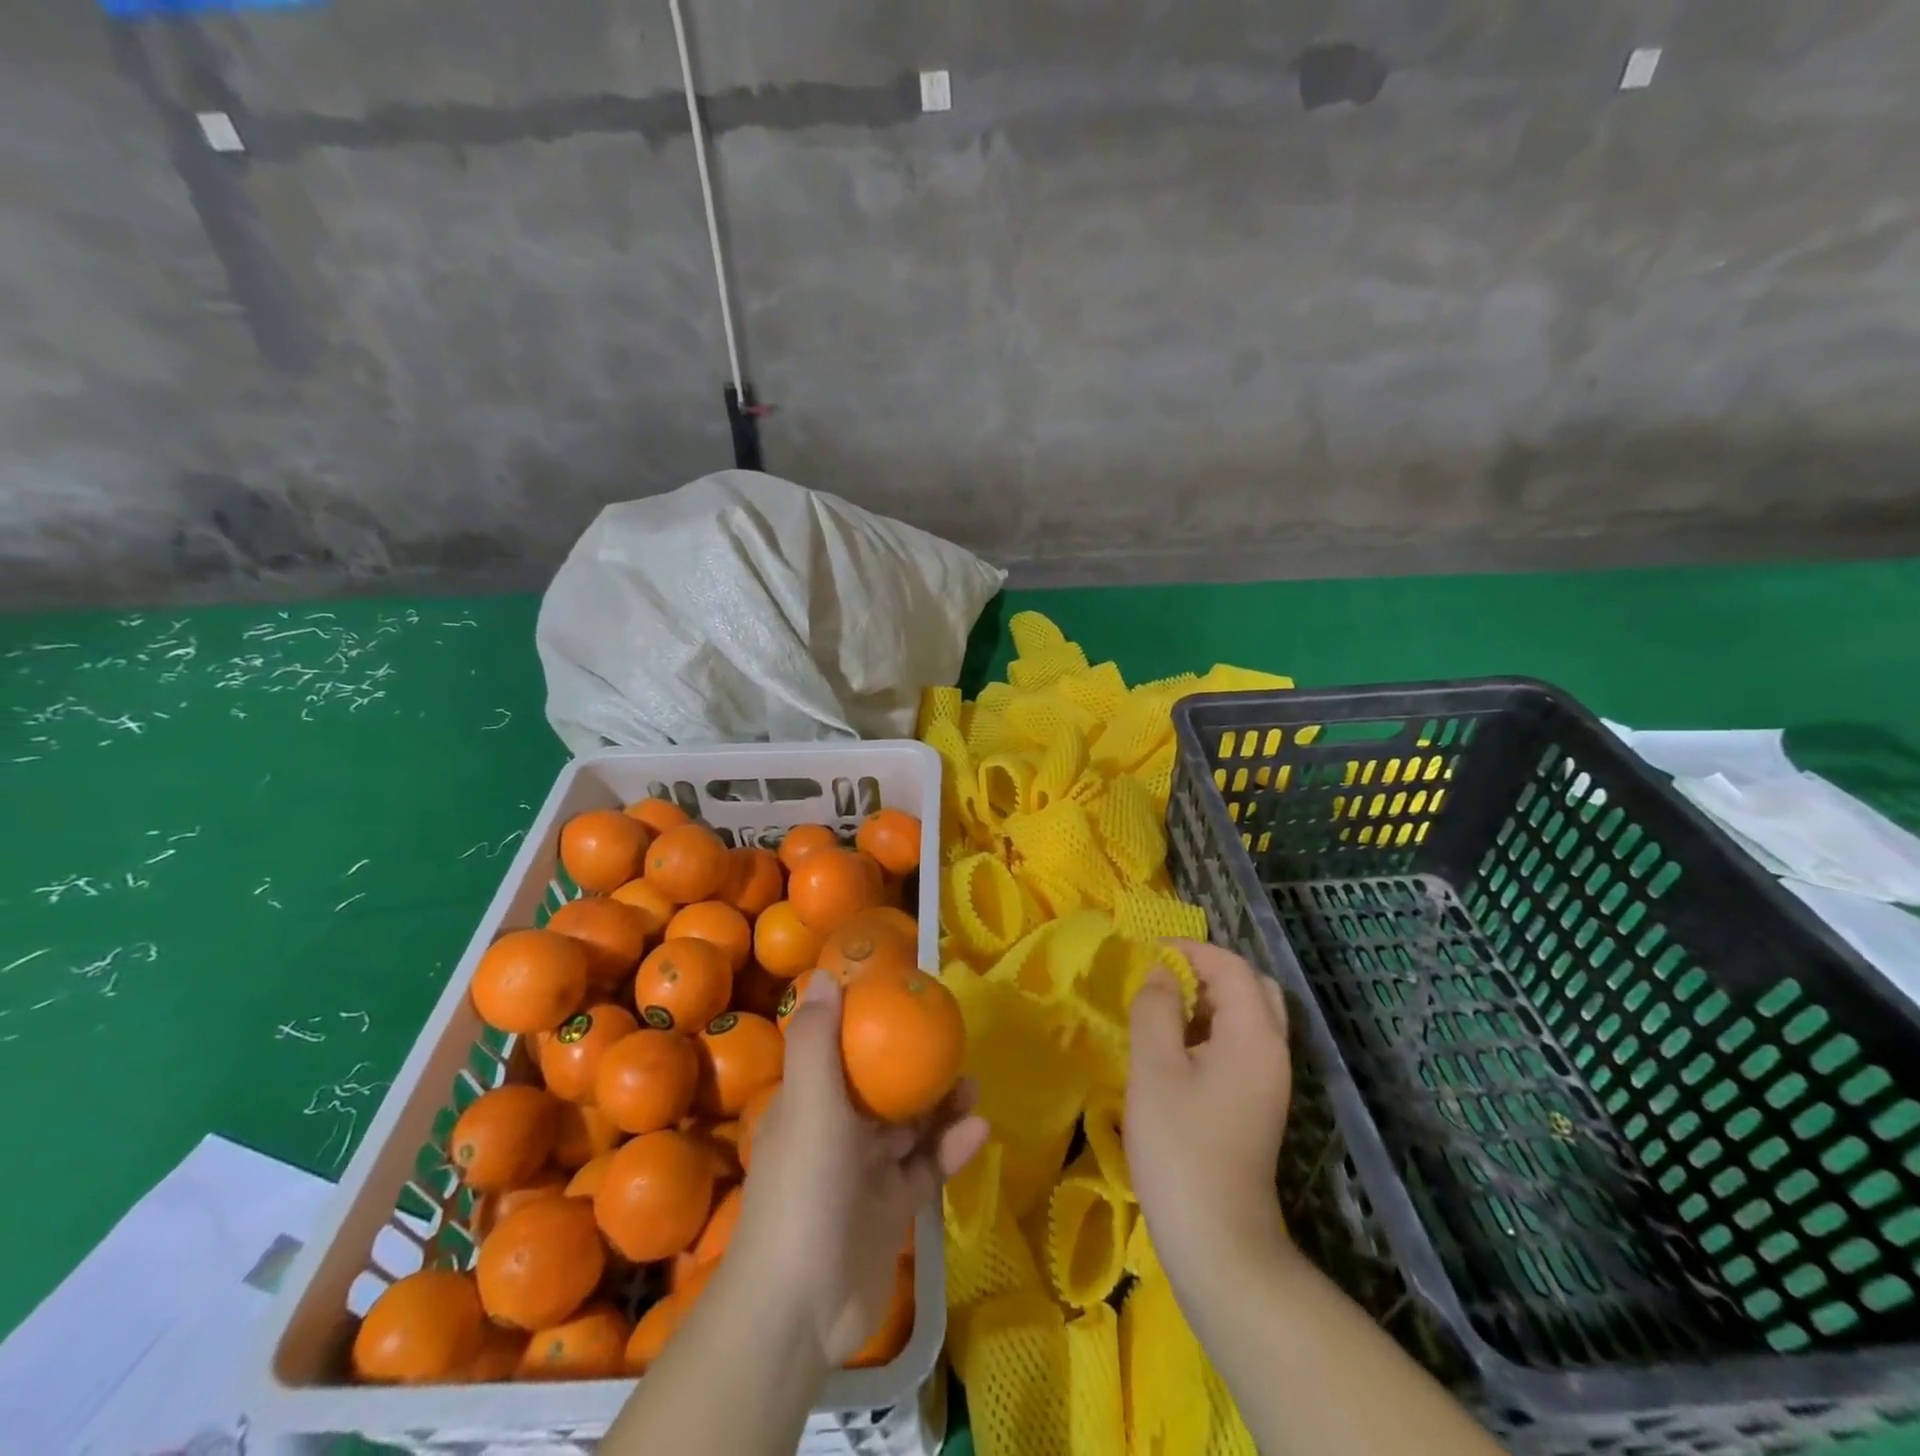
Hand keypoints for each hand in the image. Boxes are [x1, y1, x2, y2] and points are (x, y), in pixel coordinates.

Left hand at [726, 973, 988, 1366]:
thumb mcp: (809, 1104)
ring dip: (940, 1104)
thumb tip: (823, 975)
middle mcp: (838, 1131)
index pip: (840, 1050)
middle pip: (882, 1086)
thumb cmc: (804, 1188)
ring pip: (910, 1125)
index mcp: (812, 1102)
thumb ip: (817, 1041)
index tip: (904, 998)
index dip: (868, 1022)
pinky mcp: (891, 1208)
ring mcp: (866, 1172)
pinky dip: (951, 1148)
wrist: (800, 1306)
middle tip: (952, 1041)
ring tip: (972, 1082)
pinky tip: (979, 1129)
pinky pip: (927, 1167)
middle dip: (915, 1064)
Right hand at [1126, 939, 1292, 1290]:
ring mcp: (1270, 1080)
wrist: (1218, 1240)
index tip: (1147, 953)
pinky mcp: (1258, 1103)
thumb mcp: (1154, 1068)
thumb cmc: (1180, 1146)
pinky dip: (1212, 1029)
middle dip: (1207, 971)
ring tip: (1163, 1011)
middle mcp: (1273, 1051)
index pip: (1232, 966)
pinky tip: (1176, 1051)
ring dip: (1209, 1001)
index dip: (1190, 949)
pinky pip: (1241, 1044)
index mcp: (1254, 1035)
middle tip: (1163, 979)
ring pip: (1248, 1016)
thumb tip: (1161, 972)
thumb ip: (1156, 1008)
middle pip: (1251, 986)